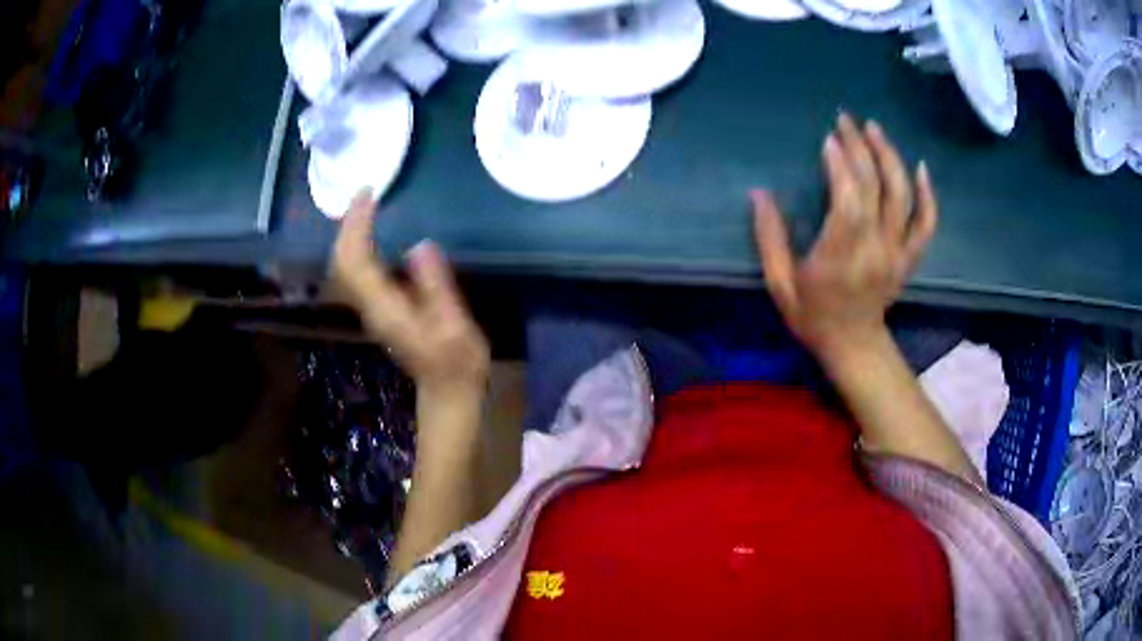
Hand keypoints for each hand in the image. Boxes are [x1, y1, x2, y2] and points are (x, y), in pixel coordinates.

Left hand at [329, 190, 489, 397]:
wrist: (448, 391)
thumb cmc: (456, 362)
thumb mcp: (454, 324)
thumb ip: (435, 286)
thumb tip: (420, 245)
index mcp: (384, 307)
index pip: (356, 259)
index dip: (358, 225)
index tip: (369, 196)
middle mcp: (370, 306)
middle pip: (342, 261)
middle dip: (349, 225)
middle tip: (365, 195)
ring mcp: (372, 309)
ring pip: (346, 265)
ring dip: (351, 234)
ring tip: (366, 208)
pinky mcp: (380, 308)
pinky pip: (358, 271)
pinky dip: (360, 247)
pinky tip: (373, 234)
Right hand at [752, 113, 936, 363]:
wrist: (854, 347)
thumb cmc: (813, 317)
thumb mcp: (780, 284)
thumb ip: (770, 238)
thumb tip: (758, 193)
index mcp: (842, 258)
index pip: (849, 203)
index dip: (841, 167)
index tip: (828, 139)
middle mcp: (875, 250)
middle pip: (875, 189)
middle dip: (860, 148)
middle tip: (845, 120)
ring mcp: (897, 253)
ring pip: (903, 198)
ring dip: (890, 158)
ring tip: (874, 129)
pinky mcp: (909, 257)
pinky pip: (926, 223)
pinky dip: (928, 194)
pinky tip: (920, 167)